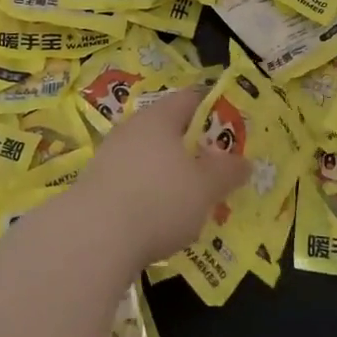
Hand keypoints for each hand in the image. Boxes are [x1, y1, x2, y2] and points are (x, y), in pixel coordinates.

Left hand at [73, 87, 249, 266]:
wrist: (91, 238)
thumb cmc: (158, 199)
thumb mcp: (205, 188)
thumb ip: (227, 172)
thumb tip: (245, 161)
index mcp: (160, 117)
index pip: (190, 98)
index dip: (213, 109)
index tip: (232, 129)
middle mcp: (132, 128)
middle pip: (168, 128)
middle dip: (192, 147)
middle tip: (216, 169)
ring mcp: (110, 156)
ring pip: (149, 156)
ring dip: (169, 173)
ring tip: (190, 199)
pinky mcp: (95, 186)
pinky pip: (132, 181)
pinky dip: (148, 194)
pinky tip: (158, 219)